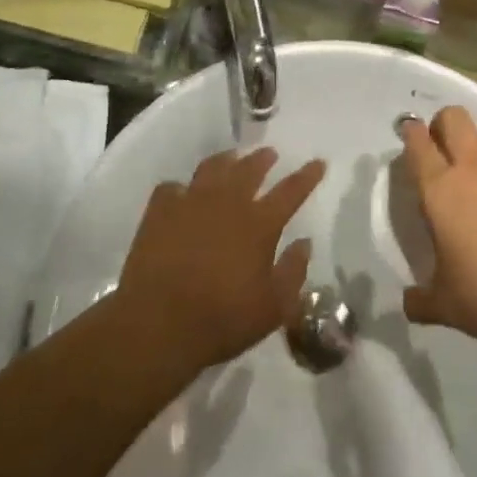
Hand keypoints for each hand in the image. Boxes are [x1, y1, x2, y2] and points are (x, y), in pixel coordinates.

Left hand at [118, 148, 325, 372]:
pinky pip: (172, 188)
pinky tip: (181, 193)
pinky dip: (181, 188)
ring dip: (226, 160)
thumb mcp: (273, 308)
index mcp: (259, 224)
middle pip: (249, 169)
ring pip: (212, 168)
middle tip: (269, 154)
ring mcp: (190, 202)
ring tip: (231, 159)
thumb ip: (293, 272)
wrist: (157, 323)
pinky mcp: (160, 211)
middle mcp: (227, 202)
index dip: (307, 176)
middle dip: (263, 159)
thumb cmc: (222, 319)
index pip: (291, 191)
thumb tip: (304, 243)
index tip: (318, 162)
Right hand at [399, 107, 476, 346]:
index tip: (409, 133)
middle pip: (454, 118)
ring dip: (475, 151)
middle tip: (440, 148)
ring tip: (476, 182)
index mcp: (440, 190)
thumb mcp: (445, 304)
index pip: (419, 144)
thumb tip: (408, 303)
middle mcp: (472, 169)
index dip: (411, 133)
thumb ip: (421, 300)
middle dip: (443, 123)